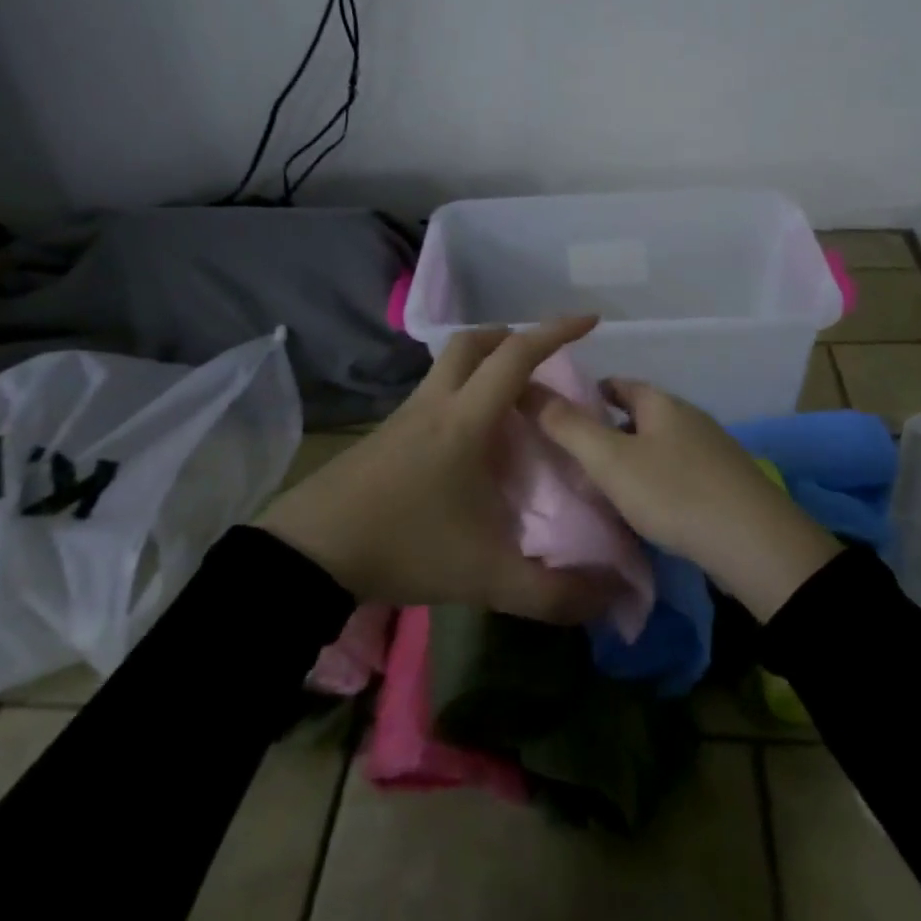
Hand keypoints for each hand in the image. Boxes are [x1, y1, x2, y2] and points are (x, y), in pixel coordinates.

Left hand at [257, 316, 615, 622]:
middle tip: (542, 363)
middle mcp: (435, 403)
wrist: (310, 553)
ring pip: (448, 365)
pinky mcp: (385, 434)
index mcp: (466, 420)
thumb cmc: (405, 547)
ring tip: (512, 403)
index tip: (589, 322)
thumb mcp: (486, 577)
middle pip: (473, 342)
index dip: (555, 332)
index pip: (516, 356)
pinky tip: (470, 439)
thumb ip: (551, 593)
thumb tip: (610, 598)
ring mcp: (404, 415)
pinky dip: (461, 394)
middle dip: (512, 338)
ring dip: (483, 365)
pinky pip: (432, 393)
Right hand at [530, 378, 841, 621]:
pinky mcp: (726, 483)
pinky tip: (646, 508)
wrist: (755, 543)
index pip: (618, 384)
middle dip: (608, 430)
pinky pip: (679, 472)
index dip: (588, 393)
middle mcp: (689, 417)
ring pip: (659, 446)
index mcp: (661, 403)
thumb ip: (568, 426)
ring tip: (604, 487)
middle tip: (575, 457)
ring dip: (632, 459)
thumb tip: (530, 390)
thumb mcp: (610, 460)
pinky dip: (656, 482)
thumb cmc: (674, 492)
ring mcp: (712, 450)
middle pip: (639, 415)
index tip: (561, 415)